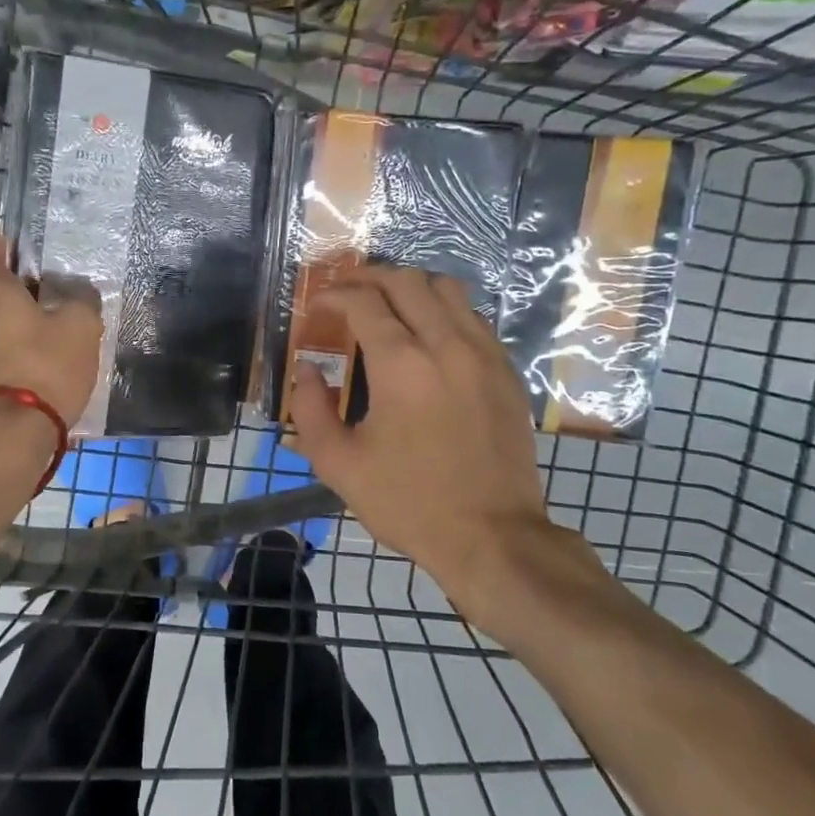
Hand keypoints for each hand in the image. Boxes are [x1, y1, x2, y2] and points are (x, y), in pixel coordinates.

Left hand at [0, 236, 102, 427]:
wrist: (11, 434)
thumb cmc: (44, 365)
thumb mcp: (81, 326)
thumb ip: (80, 300)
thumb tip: (77, 293)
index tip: (18, 259)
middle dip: (10, 293)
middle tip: (48, 304)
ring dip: (8, 327)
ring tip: (47, 342)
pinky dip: (5, 357)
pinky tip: (37, 372)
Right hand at [289, 266, 568, 621]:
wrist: (492, 536)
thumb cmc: (408, 502)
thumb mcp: (339, 465)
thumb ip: (310, 410)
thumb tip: (307, 371)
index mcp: (401, 366)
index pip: (364, 302)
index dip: (334, 295)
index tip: (317, 307)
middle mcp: (447, 345)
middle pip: (408, 281)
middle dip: (369, 278)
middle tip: (347, 295)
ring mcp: (484, 355)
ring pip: (449, 290)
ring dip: (411, 288)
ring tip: (388, 306)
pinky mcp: (507, 372)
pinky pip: (474, 318)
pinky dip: (444, 311)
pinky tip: (428, 337)